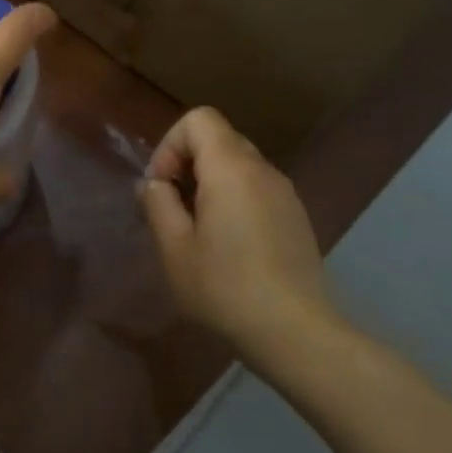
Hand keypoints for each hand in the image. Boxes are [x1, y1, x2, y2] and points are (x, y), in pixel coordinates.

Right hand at [140, 106, 332, 353]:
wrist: (296, 333)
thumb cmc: (225, 288)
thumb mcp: (174, 248)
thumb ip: (157, 204)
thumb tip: (154, 185)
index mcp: (231, 168)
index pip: (198, 119)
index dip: (171, 145)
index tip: (162, 188)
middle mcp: (263, 170)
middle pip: (218, 139)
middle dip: (187, 165)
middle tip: (173, 211)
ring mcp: (285, 193)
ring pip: (238, 166)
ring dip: (209, 185)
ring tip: (197, 232)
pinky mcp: (296, 217)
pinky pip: (256, 189)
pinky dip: (234, 201)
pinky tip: (228, 248)